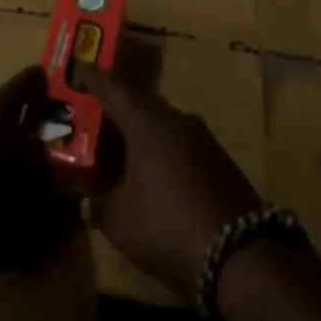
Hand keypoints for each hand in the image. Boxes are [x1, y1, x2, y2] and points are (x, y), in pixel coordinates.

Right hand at [75, 64, 261, 298]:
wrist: (239, 254)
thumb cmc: (165, 224)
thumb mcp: (117, 219)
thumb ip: (96, 203)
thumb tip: (84, 200)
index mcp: (146, 122)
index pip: (113, 90)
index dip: (94, 80)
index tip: (81, 66)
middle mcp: (176, 120)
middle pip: (140, 106)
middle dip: (119, 112)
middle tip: (98, 119)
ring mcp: (204, 140)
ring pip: (164, 127)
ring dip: (144, 136)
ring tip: (124, 152)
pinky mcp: (222, 164)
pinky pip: (183, 148)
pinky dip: (165, 155)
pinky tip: (157, 177)